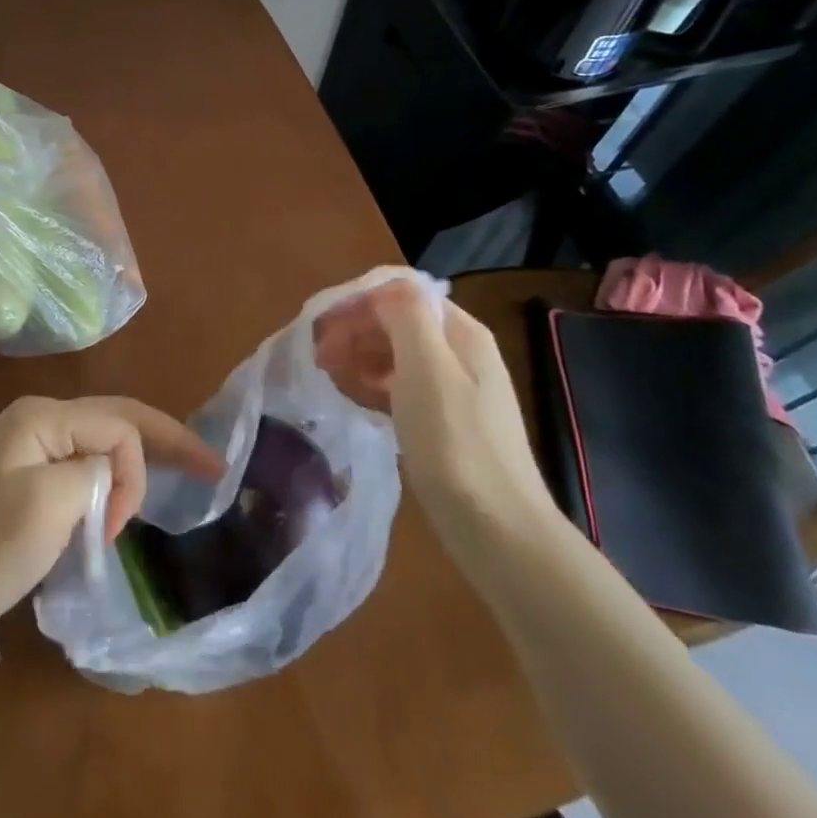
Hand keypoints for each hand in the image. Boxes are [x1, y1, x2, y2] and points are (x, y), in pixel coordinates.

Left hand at [0, 395, 224, 625]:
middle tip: (211, 465)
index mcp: (44, 415)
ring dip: (136, 465)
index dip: (136, 470)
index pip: (118, 426)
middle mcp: (41, 419)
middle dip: (164, 440)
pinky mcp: (29, 476)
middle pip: (117, 420)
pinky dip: (112, 480)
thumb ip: (97, 472)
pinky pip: (85, 464)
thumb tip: (110, 475)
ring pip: (103, 442)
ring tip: (176, 479)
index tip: (121, 525)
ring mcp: (32, 446)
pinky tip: (129, 495)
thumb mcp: (50, 503)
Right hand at [313, 274, 556, 558]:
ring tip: (329, 378)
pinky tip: (355, 400)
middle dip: (354, 331)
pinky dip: (374, 386)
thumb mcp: (427, 368)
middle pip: (397, 322)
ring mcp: (454, 390)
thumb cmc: (456, 443)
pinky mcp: (444, 423)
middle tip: (318, 359)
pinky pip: (400, 387)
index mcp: (460, 332)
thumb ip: (405, 315)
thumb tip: (384, 287)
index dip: (358, 303)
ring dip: (360, 357)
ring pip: (395, 355)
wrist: (498, 530)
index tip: (321, 329)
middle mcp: (460, 352)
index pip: (400, 294)